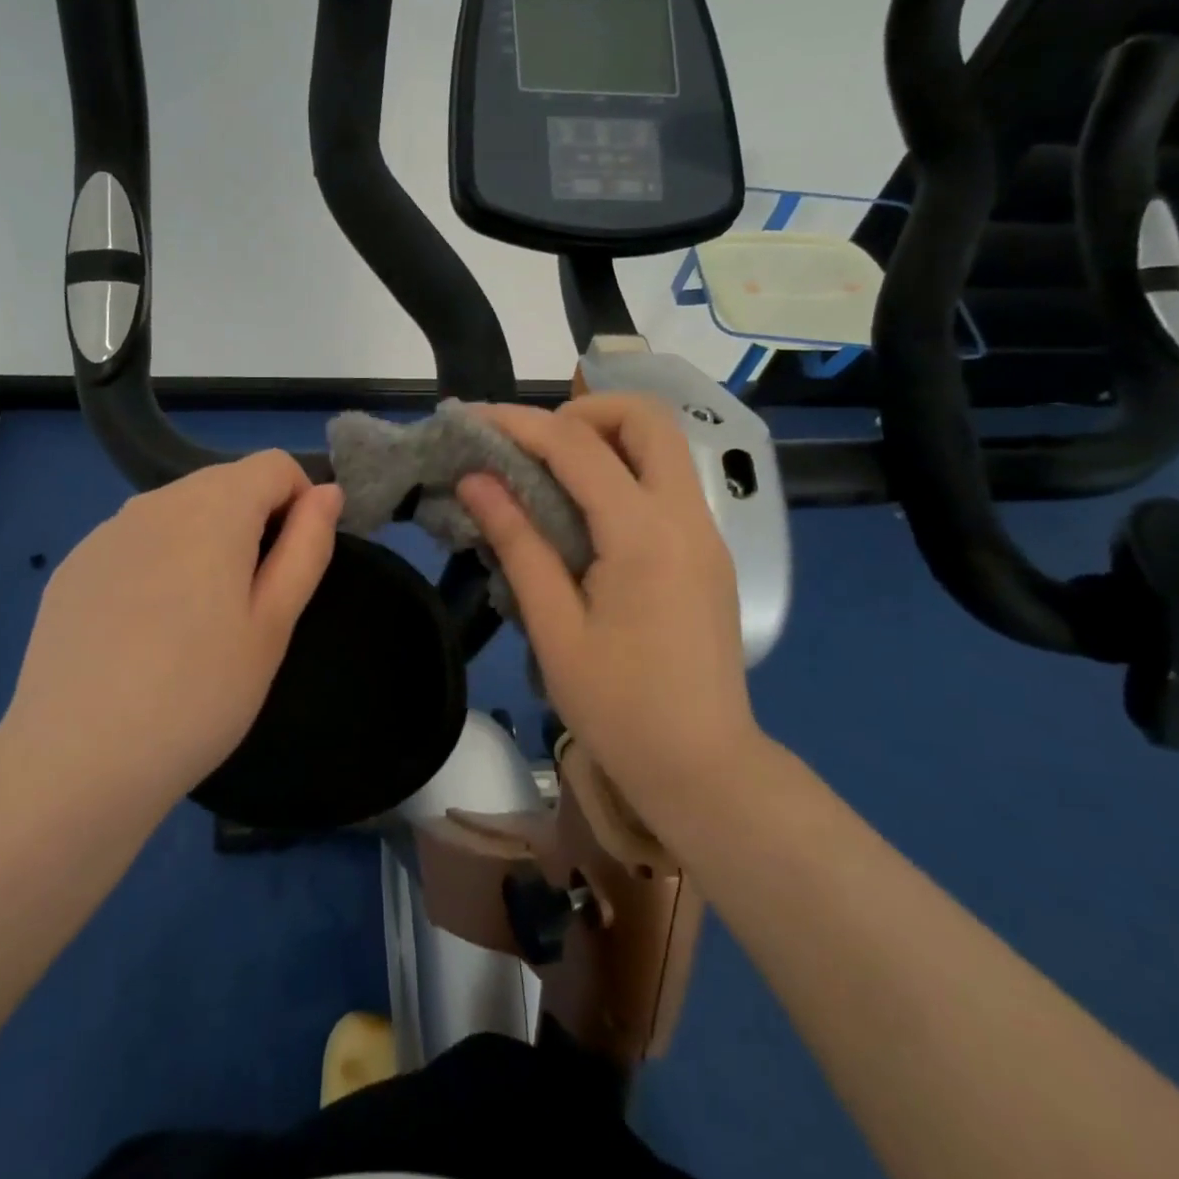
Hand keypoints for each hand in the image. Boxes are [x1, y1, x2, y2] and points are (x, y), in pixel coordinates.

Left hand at [0, 452, 341, 825]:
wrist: (76, 762)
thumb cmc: (199, 695)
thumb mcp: (274, 624)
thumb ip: (306, 546)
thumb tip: (326, 492)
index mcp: (213, 509)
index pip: (274, 465)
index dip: (298, 503)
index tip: (292, 564)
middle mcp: (155, 502)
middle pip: (224, 483)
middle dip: (252, 521)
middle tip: (248, 603)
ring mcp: (106, 532)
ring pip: (178, 510)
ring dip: (204, 540)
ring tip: (196, 620)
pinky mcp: (73, 565)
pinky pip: (136, 540)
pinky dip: (158, 561)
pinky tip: (144, 629)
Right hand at [458, 394, 763, 837]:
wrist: (704, 768)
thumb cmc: (620, 708)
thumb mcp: (554, 628)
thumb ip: (518, 543)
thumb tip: (476, 481)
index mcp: (644, 535)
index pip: (577, 446)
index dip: (519, 422)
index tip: (472, 419)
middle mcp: (685, 517)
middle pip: (647, 419)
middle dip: (584, 410)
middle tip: (532, 443)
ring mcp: (705, 532)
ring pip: (663, 446)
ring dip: (605, 438)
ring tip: (548, 472)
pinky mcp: (707, 552)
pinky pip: (665, 483)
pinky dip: (622, 471)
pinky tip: (582, 512)